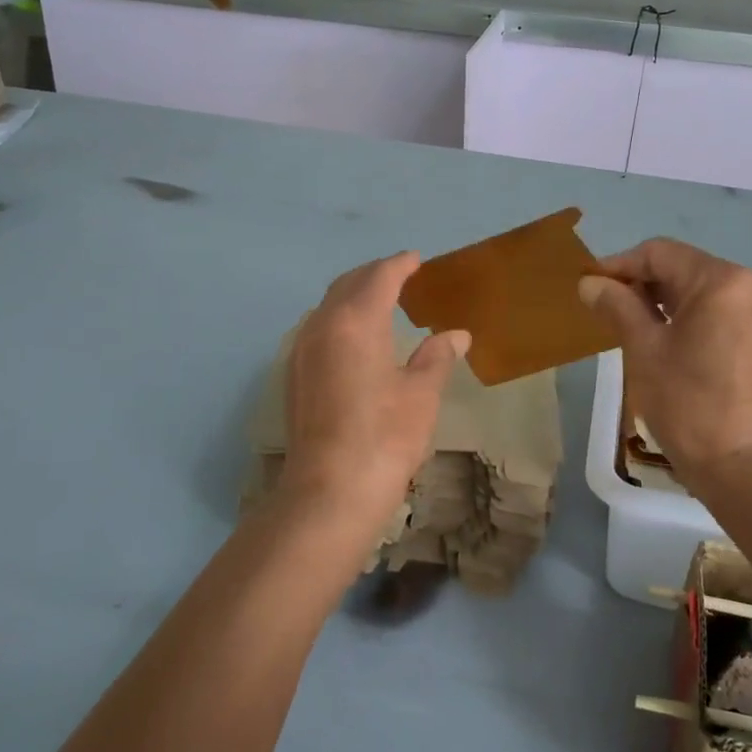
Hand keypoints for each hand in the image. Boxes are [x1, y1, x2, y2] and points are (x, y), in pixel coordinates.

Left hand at [281, 252, 470, 540]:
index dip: (401, 265)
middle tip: (402, 276)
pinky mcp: (295, 374)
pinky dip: (341, 318)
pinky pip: (319, 328)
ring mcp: (302, 350)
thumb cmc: (385, 437)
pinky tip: (358, 338)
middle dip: (375, 274)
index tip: (418, 260)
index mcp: (356, 320)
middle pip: (348, 284)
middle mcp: (322, 325)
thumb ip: (437, 357)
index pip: (380, 277)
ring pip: (329, 305)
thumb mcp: (421, 394)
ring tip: (382, 303)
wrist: (329, 492)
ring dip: (354, 295)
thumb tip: (456, 335)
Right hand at [577, 238, 751, 482]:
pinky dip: (682, 315)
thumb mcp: (643, 348)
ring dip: (658, 299)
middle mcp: (746, 286)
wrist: (740, 463)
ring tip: (624, 322)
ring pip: (696, 289)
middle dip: (639, 282)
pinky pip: (713, 310)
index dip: (619, 265)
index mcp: (720, 281)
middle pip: (680, 267)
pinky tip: (657, 336)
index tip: (588, 286)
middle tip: (603, 306)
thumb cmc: (687, 401)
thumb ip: (616, 306)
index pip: (659, 254)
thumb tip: (589, 283)